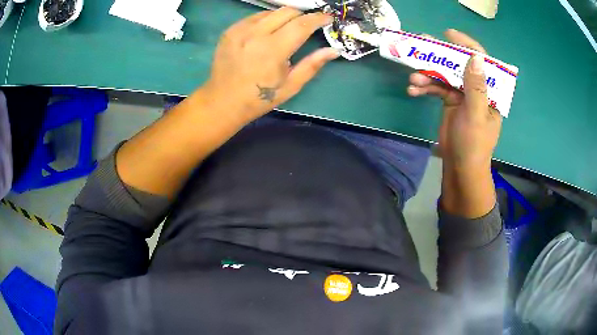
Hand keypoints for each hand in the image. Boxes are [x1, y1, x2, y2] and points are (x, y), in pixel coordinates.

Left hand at [201, 7, 338, 122]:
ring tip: (286, 30)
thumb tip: (334, 50)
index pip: (302, 24)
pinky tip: (267, 33)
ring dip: (284, 17)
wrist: (222, 102)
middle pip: (287, 11)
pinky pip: (255, 17)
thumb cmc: (259, 98)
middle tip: (307, 26)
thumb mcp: (290, 86)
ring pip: (271, 12)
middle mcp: (255, 34)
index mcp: (273, 50)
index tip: (328, 18)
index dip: (318, 18)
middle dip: (302, 15)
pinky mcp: (230, 30)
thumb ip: (312, 65)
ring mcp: (240, 30)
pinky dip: (267, 20)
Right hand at [407, 29, 501, 170]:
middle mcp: (477, 89)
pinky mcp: (450, 101)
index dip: (466, 45)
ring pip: (444, 75)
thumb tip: (475, 57)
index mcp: (490, 91)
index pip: (482, 62)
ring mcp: (462, 94)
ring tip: (413, 80)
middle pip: (459, 65)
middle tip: (421, 46)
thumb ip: (476, 88)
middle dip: (440, 56)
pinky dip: (425, 88)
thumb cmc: (474, 145)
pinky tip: (413, 91)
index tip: (448, 34)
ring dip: (427, 75)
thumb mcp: (476, 116)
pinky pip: (436, 88)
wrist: (460, 168)